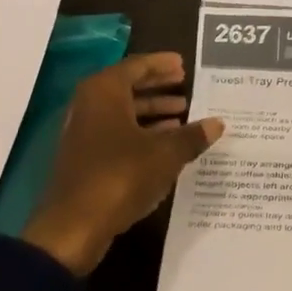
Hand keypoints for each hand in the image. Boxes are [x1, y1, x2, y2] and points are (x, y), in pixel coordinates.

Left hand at [22, 53, 223, 276]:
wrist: (74, 226)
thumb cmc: (121, 176)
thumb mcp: (166, 154)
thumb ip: (192, 136)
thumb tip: (217, 123)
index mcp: (104, 92)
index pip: (136, 66)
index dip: (161, 64)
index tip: (183, 64)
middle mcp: (90, 105)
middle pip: (128, 87)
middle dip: (157, 87)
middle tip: (185, 86)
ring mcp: (84, 133)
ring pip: (123, 112)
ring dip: (152, 112)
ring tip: (182, 115)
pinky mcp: (85, 157)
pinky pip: (118, 133)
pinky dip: (141, 132)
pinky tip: (165, 144)